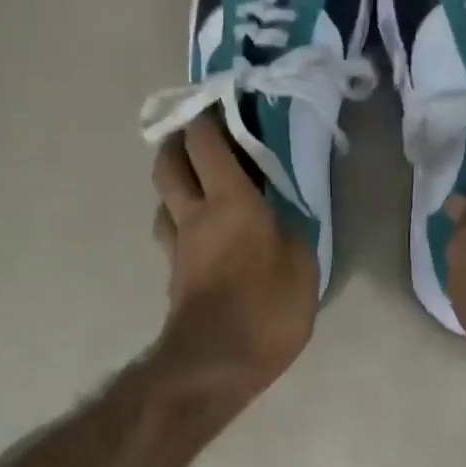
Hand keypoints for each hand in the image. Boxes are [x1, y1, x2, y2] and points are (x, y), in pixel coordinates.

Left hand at [151, 114, 317, 397]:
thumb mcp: (302, 264)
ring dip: (174, 182)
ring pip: (162, 199)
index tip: (223, 103)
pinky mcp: (173, 274)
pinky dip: (180, 219)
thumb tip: (276, 216)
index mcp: (229, 201)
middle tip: (199, 138)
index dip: (209, 116)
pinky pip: (170, 232)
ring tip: (198, 185)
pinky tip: (199, 231)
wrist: (217, 363)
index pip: (206, 141)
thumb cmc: (267, 309)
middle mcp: (194, 214)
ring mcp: (177, 246)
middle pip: (167, 162)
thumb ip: (290, 229)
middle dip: (178, 141)